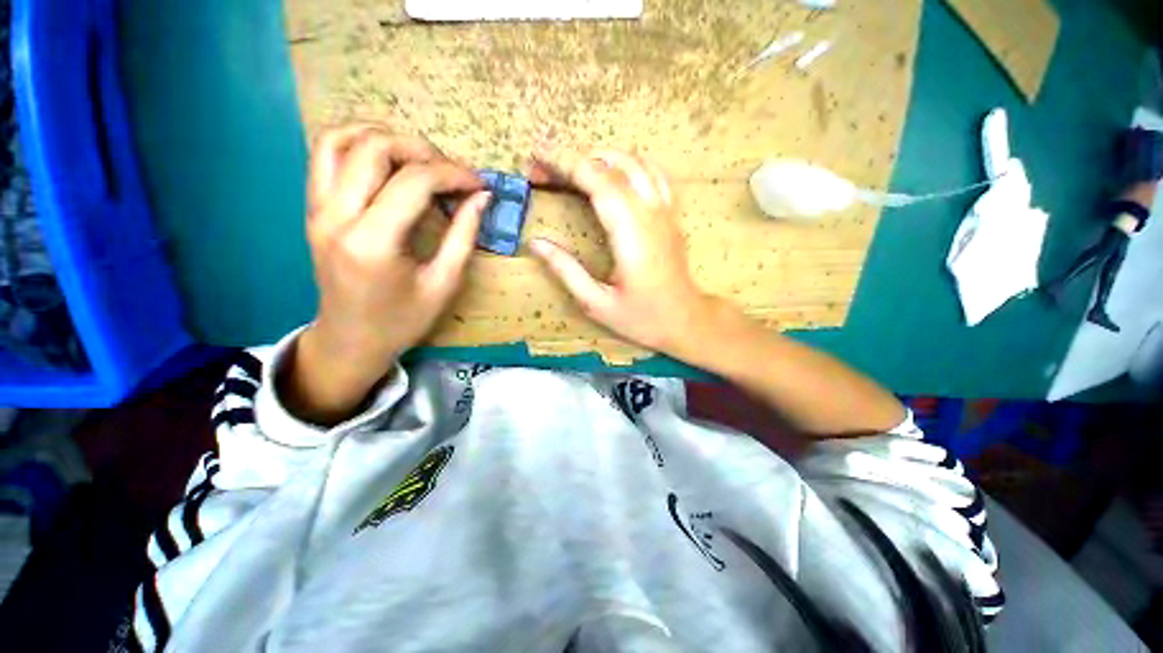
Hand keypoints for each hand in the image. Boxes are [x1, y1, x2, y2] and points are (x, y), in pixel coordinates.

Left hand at [284, 124, 488, 423]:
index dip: (453, 174)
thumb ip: (464, 236)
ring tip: (420, 160)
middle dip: (423, 150)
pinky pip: (324, 155)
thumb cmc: (403, 320)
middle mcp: (336, 217)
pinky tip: (386, 160)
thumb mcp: (444, 284)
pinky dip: (356, 143)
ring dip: (386, 138)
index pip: (414, 181)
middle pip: (375, 148)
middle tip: (451, 173)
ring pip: (341, 139)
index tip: (478, 184)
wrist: (351, 340)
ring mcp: (317, 209)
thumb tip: (482, 197)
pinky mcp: (312, 209)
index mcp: (373, 243)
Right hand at [528, 150, 718, 356]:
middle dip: (573, 159)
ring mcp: (665, 210)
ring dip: (599, 157)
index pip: (597, 181)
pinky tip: (611, 173)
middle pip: (612, 165)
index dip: (564, 163)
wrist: (686, 320)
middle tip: (542, 169)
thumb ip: (566, 271)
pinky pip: (653, 173)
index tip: (536, 157)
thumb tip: (536, 243)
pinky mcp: (671, 214)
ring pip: (635, 162)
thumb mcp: (597, 303)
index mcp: (631, 235)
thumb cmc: (642, 318)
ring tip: (570, 168)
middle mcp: (650, 213)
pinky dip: (628, 163)